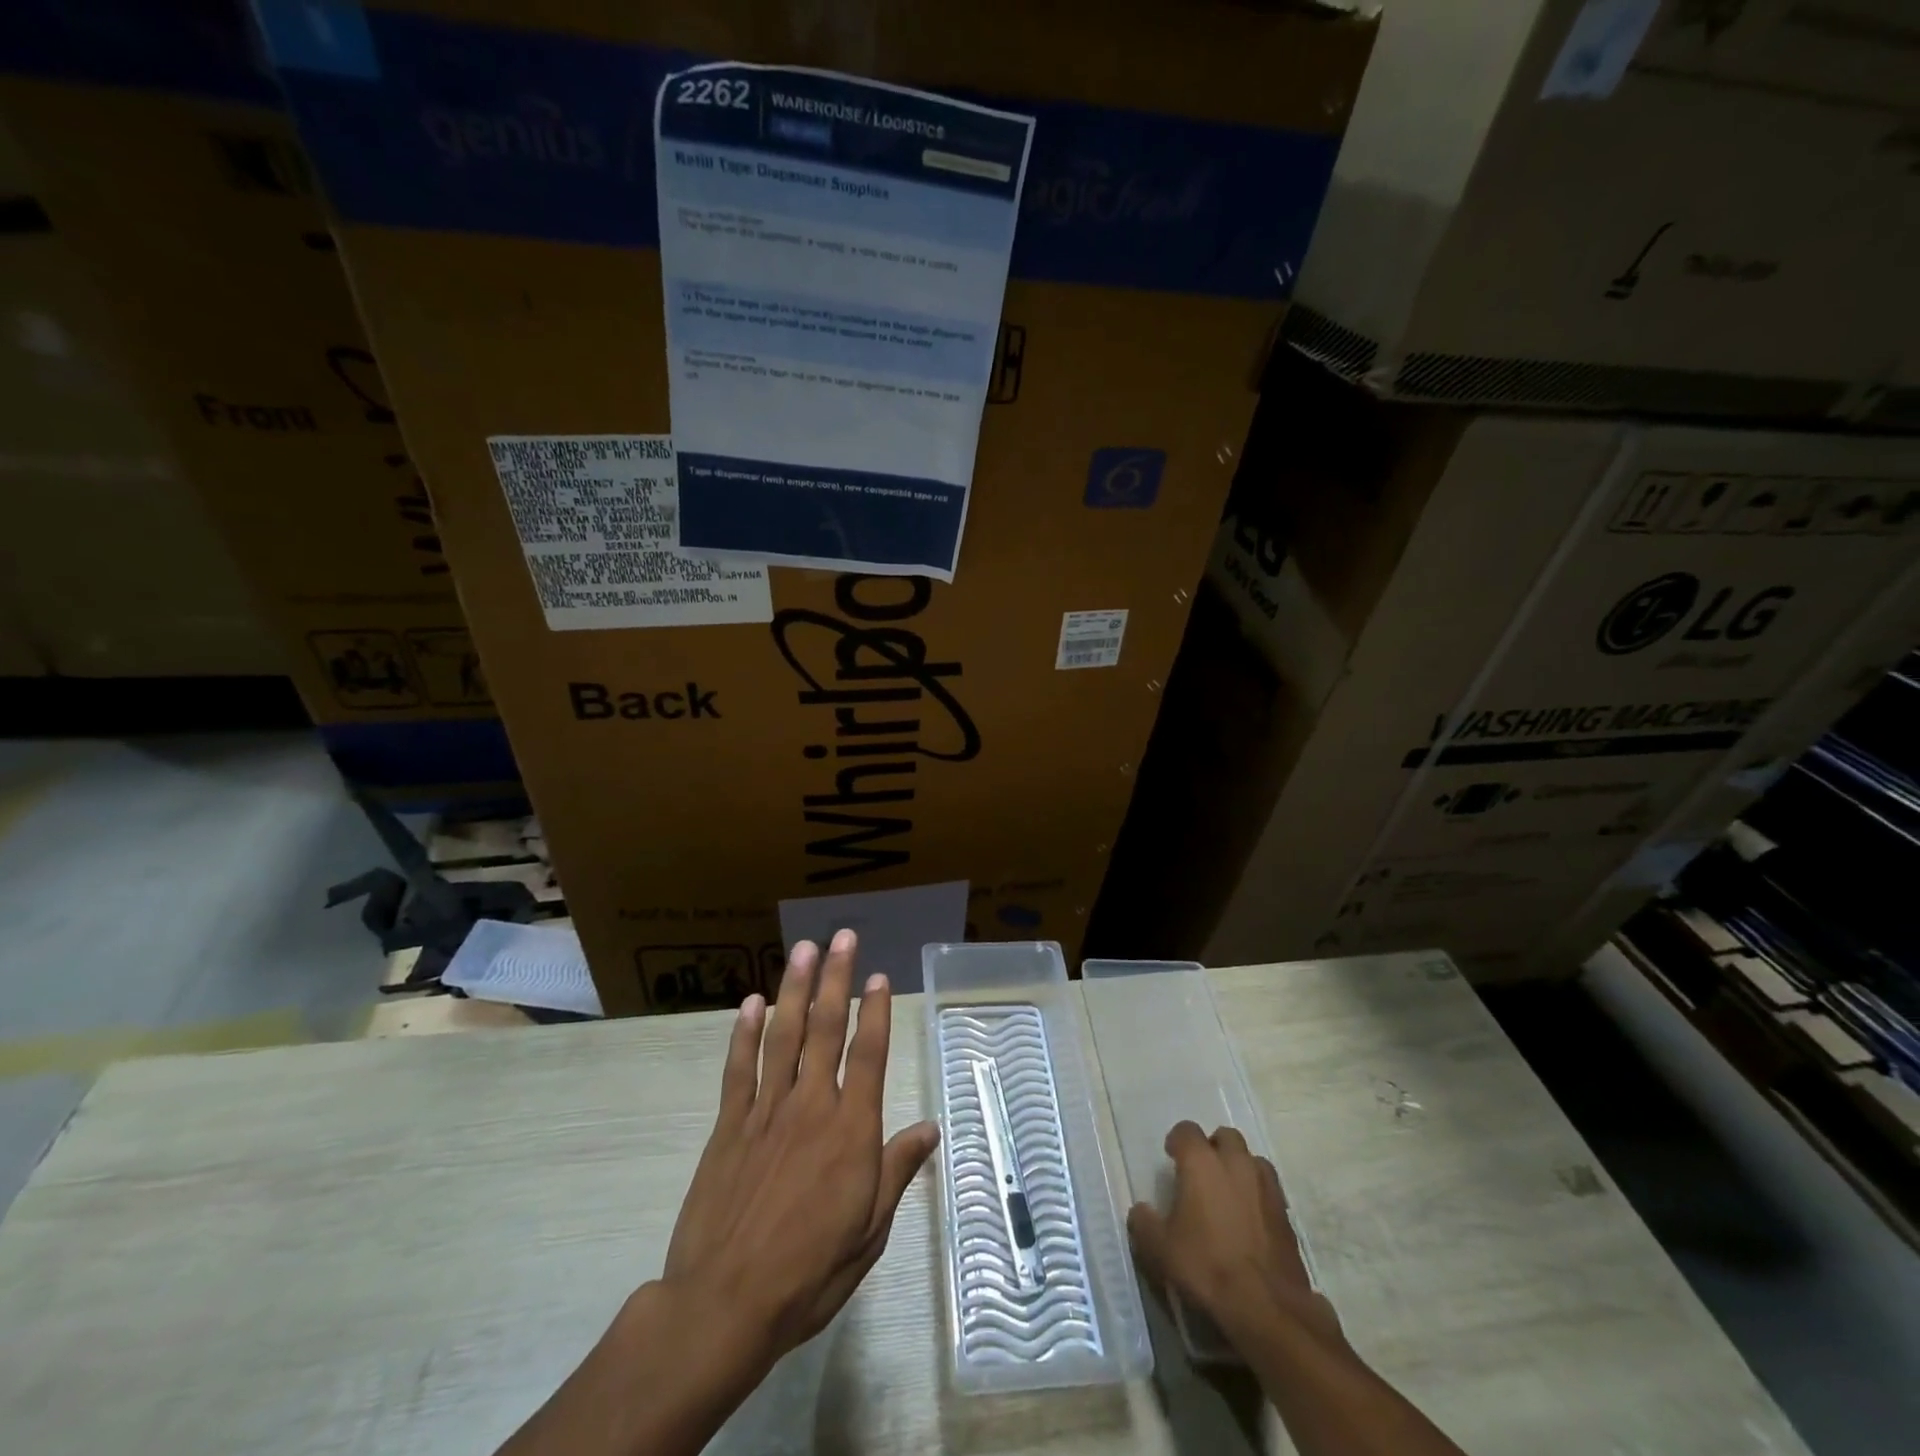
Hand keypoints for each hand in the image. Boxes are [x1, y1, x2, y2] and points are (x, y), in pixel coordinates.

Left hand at [661, 930, 939, 1377]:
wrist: (724, 1304)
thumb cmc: (809, 1272)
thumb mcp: (869, 1231)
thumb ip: (897, 1171)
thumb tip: (930, 1128)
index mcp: (850, 1130)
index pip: (869, 1055)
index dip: (876, 1011)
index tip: (880, 976)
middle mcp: (811, 1106)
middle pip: (826, 1029)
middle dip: (836, 978)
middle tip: (842, 937)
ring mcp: (766, 1111)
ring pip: (783, 1035)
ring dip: (794, 988)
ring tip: (803, 949)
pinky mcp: (729, 1125)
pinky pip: (739, 1068)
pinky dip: (745, 1033)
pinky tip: (752, 1002)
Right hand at [1127, 1121, 1341, 1349]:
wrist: (1266, 1307)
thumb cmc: (1206, 1267)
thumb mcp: (1160, 1249)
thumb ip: (1144, 1223)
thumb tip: (1141, 1211)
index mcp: (1201, 1162)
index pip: (1186, 1130)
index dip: (1177, 1141)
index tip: (1171, 1157)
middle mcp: (1235, 1162)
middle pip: (1225, 1137)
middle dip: (1213, 1148)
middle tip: (1201, 1173)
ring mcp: (1265, 1186)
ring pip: (1251, 1159)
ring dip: (1239, 1168)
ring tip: (1228, 1193)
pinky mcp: (1286, 1213)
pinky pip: (1268, 1189)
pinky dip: (1257, 1194)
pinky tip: (1249, 1219)